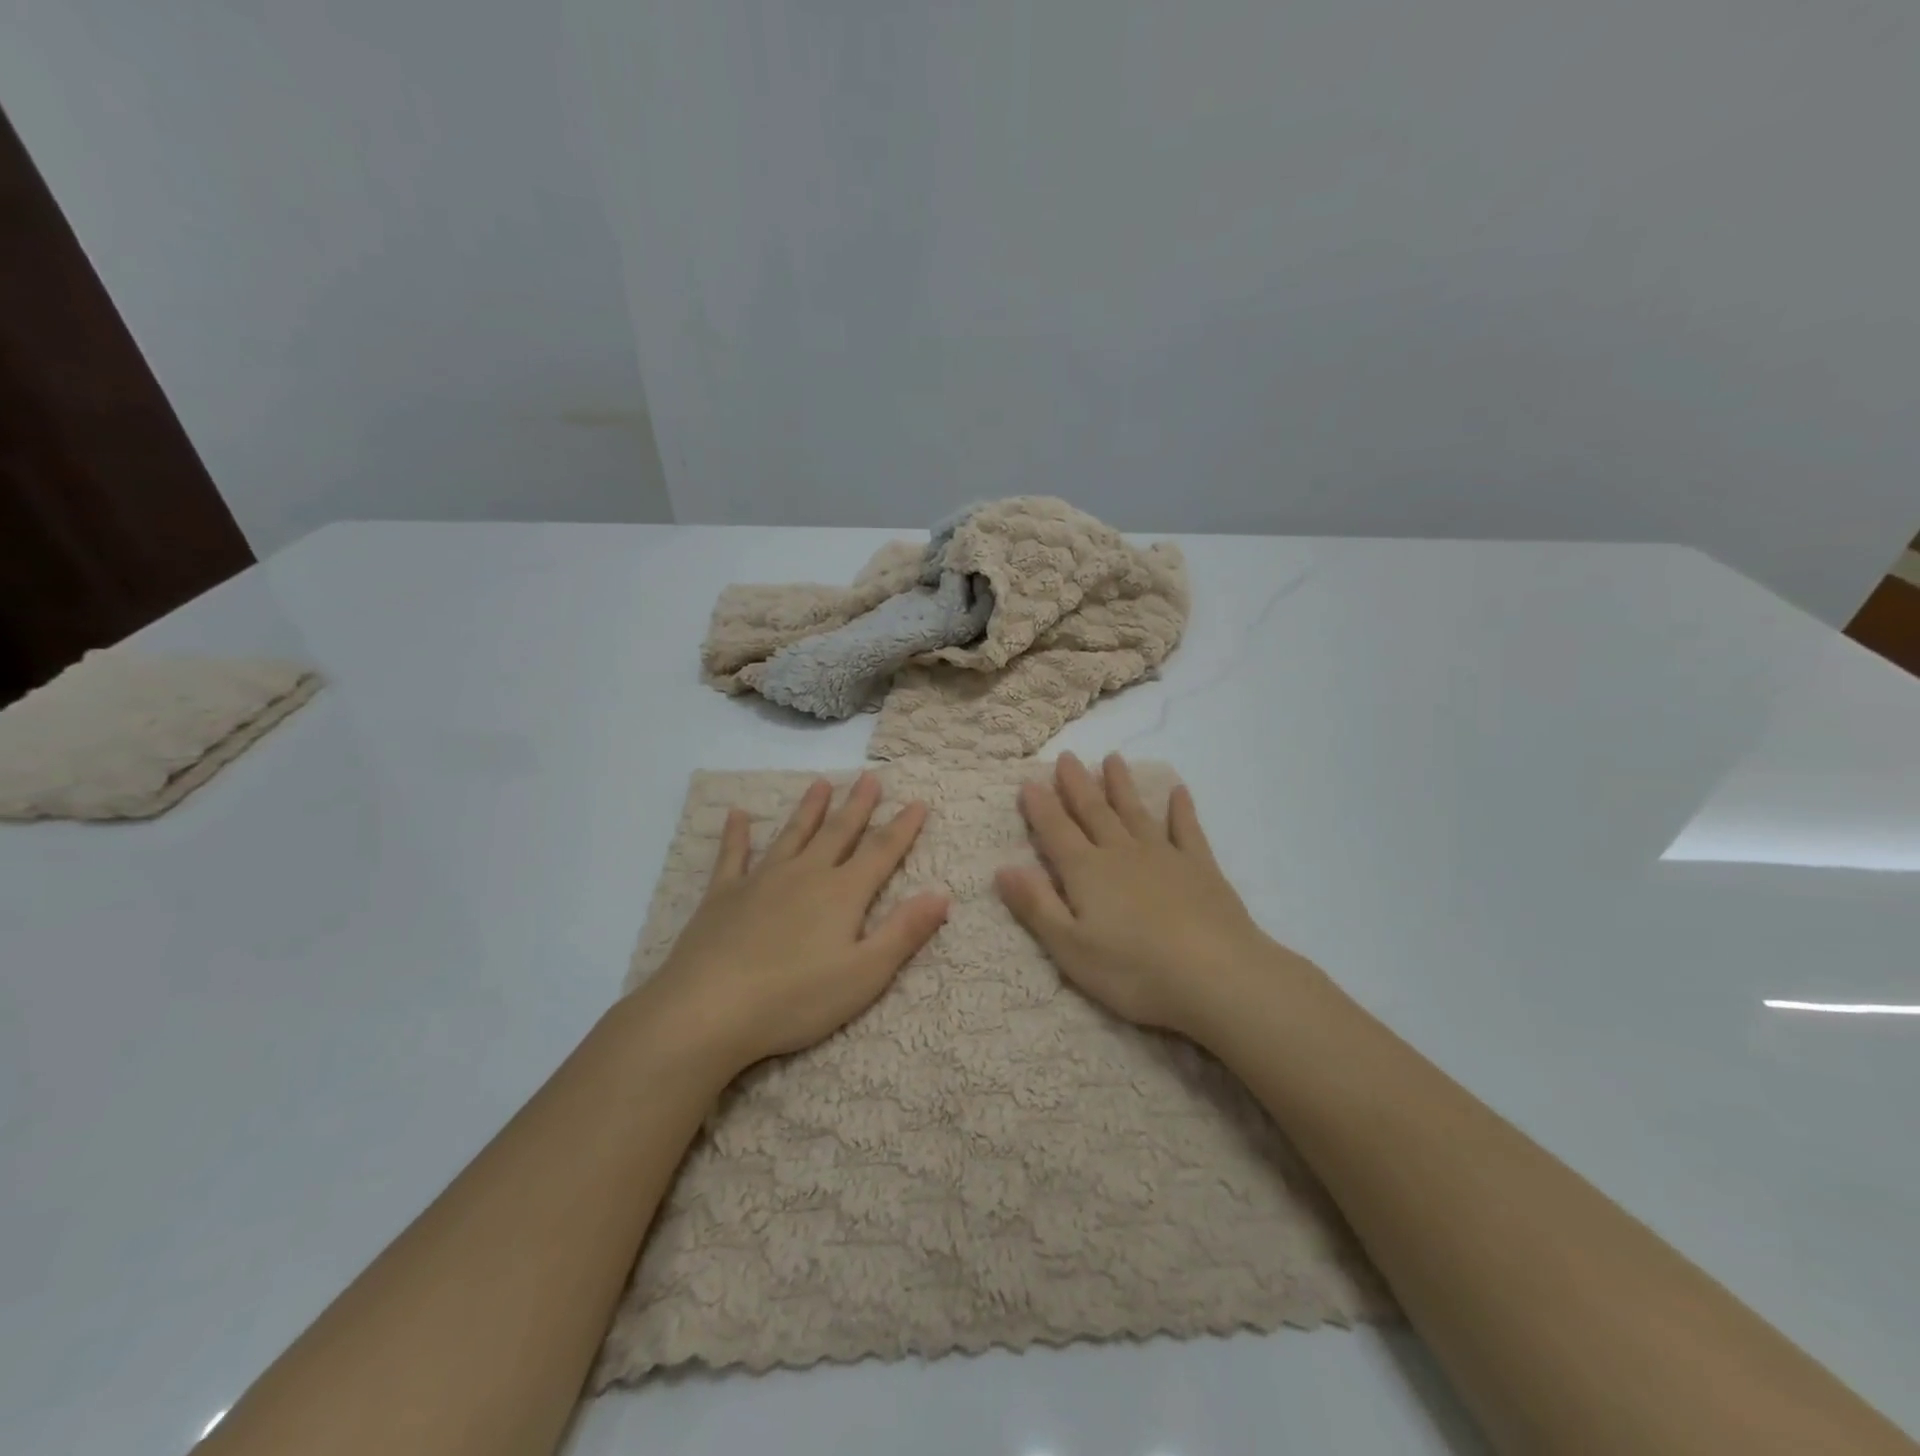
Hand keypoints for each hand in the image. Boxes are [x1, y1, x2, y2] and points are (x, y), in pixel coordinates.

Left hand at [634, 772, 949, 1073]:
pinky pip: (732, 856)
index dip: (903, 827)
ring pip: (793, 835)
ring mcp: (761, 881)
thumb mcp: (865, 974)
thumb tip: (941, 894)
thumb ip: (904, 932)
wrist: (708, 1009)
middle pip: (838, 833)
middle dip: (858, 805)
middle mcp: (805, 875)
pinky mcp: (723, 896)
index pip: (881, 852)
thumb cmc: (795, 999)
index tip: (918, 801)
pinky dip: (736, 835)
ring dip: (809, 809)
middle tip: (870, 778)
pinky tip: (737, 815)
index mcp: (842, 894)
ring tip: (821, 783)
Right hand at [995, 752, 1279, 1040]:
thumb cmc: (1135, 970)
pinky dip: (1181, 809)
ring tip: (1112, 758)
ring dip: (1122, 785)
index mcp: (1087, 872)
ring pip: (1135, 812)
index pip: (1056, 831)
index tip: (1028, 781)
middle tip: (1067, 757)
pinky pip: (1186, 829)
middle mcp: (1122, 853)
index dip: (1040, 807)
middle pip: (1094, 812)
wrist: (1217, 975)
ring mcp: (1164, 856)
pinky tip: (1179, 791)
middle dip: (1077, 785)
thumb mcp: (1071, 948)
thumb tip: (1003, 869)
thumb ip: (1037, 906)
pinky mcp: (1200, 867)